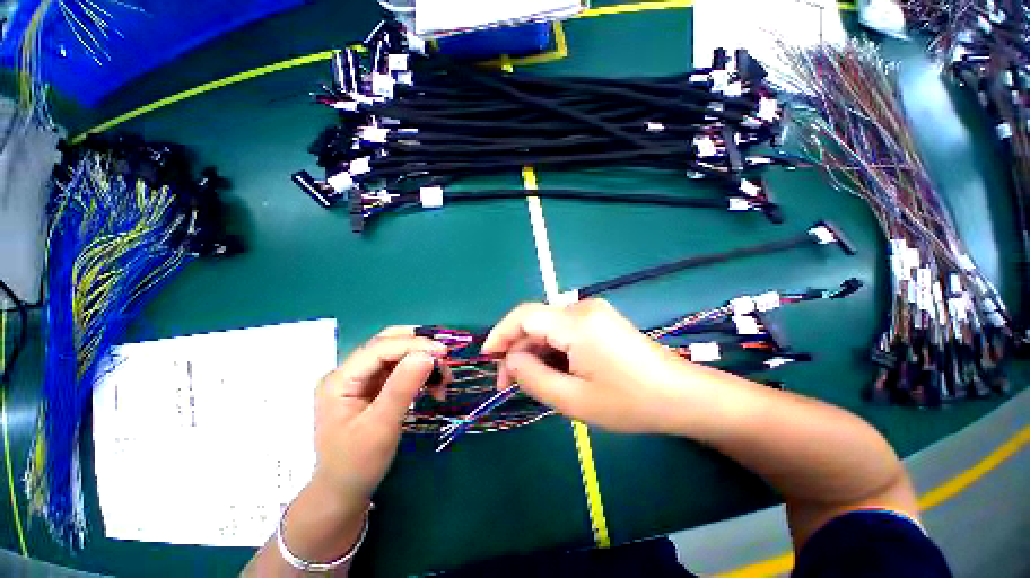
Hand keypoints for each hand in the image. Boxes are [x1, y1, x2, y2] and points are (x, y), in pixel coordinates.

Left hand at [312, 326, 446, 503]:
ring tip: (443, 379)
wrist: (344, 492)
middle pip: (388, 344)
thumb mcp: (381, 427)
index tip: (444, 353)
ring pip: (398, 354)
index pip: (380, 348)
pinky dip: (420, 373)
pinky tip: (434, 387)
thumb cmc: (358, 464)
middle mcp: (349, 372)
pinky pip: (401, 369)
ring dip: (423, 360)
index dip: (414, 345)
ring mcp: (361, 379)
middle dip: (419, 347)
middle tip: (444, 360)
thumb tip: (427, 355)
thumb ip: (403, 387)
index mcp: (340, 380)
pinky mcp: (373, 387)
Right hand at [481, 299, 702, 433]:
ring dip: (535, 352)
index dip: (500, 334)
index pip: (524, 315)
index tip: (488, 358)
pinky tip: (554, 371)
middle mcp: (583, 308)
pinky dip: (552, 349)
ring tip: (533, 382)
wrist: (682, 396)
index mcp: (576, 322)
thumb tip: (511, 360)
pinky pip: (564, 330)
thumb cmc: (630, 402)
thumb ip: (533, 377)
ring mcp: (594, 312)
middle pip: (536, 322)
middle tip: (510, 383)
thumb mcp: (574, 400)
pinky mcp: (600, 320)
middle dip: (518, 350)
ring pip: (549, 327)